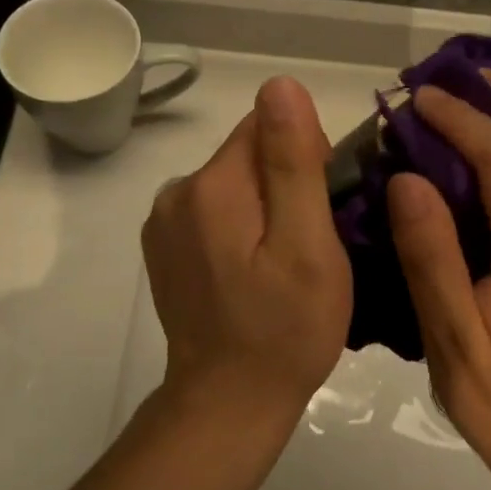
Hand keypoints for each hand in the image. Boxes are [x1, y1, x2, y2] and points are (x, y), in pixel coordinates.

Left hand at [143, 77, 351, 419]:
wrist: (227, 404)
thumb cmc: (284, 329)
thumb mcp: (306, 245)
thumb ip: (293, 162)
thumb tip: (281, 85)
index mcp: (212, 185)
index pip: (267, 124)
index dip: (307, 155)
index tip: (325, 206)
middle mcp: (177, 192)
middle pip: (248, 153)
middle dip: (287, 181)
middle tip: (312, 243)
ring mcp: (165, 224)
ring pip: (234, 184)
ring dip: (265, 206)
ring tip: (285, 263)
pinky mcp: (166, 250)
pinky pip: (215, 213)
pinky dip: (242, 228)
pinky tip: (254, 273)